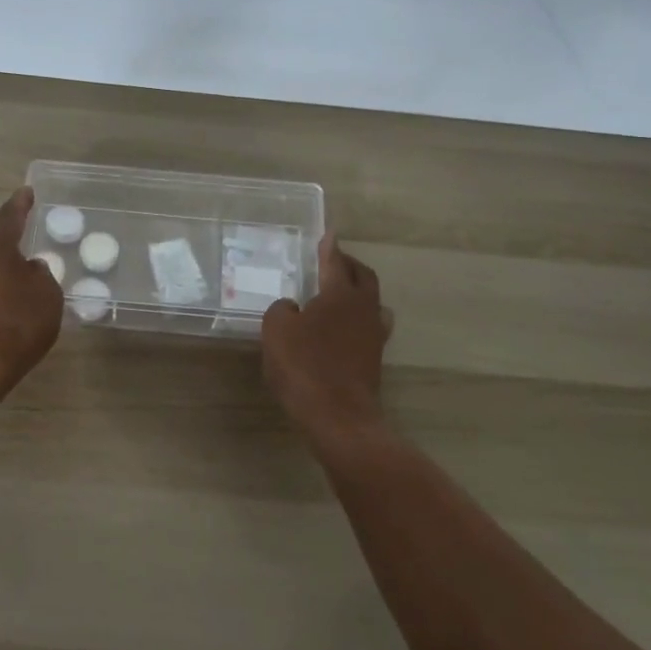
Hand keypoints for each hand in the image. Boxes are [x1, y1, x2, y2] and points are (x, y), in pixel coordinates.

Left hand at [0, 187, 62, 397]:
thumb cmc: (17, 325)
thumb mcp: (47, 295)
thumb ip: (41, 274)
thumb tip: (29, 268)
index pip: (9, 215)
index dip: (21, 204)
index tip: (27, 192)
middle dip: (6, 230)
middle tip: (23, 226)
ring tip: (14, 260)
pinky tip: (0, 290)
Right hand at [261, 234, 392, 440]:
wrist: (338, 416)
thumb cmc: (304, 366)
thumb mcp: (276, 331)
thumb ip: (281, 310)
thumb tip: (292, 308)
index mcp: (340, 295)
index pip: (335, 262)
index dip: (329, 247)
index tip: (329, 233)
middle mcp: (363, 309)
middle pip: (364, 278)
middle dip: (349, 266)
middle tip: (334, 260)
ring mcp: (373, 335)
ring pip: (372, 302)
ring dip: (358, 292)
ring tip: (342, 292)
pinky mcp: (374, 359)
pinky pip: (370, 327)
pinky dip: (358, 319)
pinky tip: (345, 328)